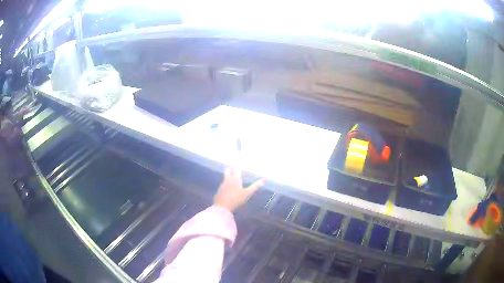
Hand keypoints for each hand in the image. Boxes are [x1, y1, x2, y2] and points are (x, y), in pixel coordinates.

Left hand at [214, 167, 264, 211]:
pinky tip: (228, 186)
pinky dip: (226, 183)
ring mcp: (222, 184)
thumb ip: (256, 186)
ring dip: (228, 175)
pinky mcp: (219, 190)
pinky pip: (223, 183)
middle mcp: (228, 179)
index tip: (239, 162)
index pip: (236, 169)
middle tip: (234, 167)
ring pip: (225, 177)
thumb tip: (265, 179)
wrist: (222, 207)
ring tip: (232, 175)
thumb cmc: (236, 199)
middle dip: (231, 168)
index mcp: (235, 178)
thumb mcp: (248, 193)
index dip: (238, 166)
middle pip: (228, 170)